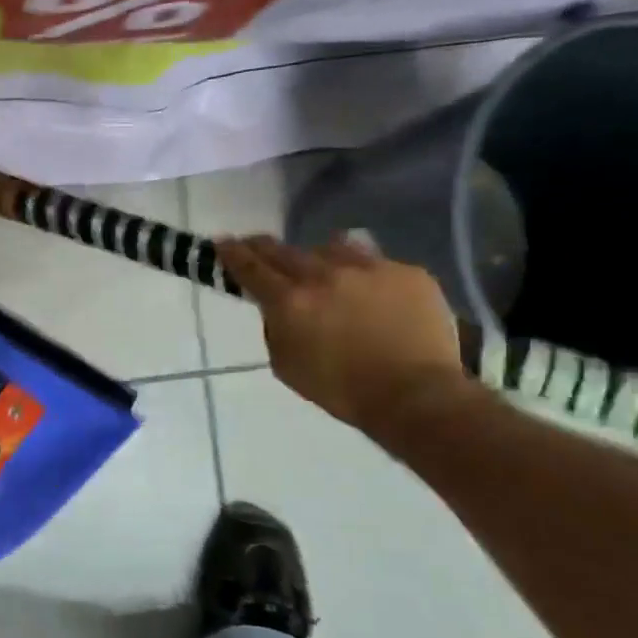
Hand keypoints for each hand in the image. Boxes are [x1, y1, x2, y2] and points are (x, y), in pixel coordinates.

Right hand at [217, 234, 469, 437]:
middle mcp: (325, 275)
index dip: (233, 253)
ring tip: (321, 269)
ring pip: (331, 247)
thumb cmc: (342, 390)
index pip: (251, 268)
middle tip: (256, 246)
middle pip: (284, 250)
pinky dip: (363, 274)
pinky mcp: (407, 272)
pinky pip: (374, 262)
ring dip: (317, 256)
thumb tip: (277, 308)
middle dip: (265, 247)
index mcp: (290, 302)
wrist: (416, 396)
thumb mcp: (286, 365)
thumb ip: (276, 328)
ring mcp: (369, 268)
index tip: (222, 242)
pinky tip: (369, 292)